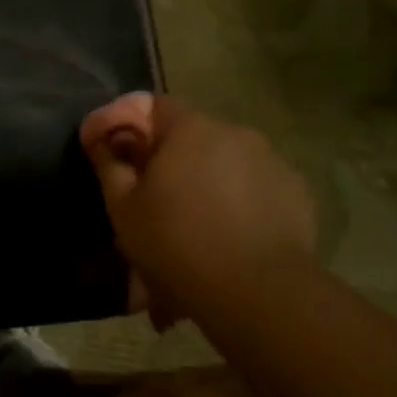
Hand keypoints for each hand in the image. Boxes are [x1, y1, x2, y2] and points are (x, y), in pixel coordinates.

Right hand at [80, 92, 316, 323]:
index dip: (133, 126)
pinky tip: (229, 238)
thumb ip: (109, 163)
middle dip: (172, 160)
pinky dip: (239, 203)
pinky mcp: (298, 194)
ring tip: (195, 227)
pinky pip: (257, 188)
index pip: (156, 105)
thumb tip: (99, 136)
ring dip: (207, 183)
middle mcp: (236, 133)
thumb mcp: (123, 207)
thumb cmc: (175, 243)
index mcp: (190, 129)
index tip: (119, 157)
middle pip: (194, 136)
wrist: (256, 291)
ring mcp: (272, 162)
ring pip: (227, 164)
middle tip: (155, 201)